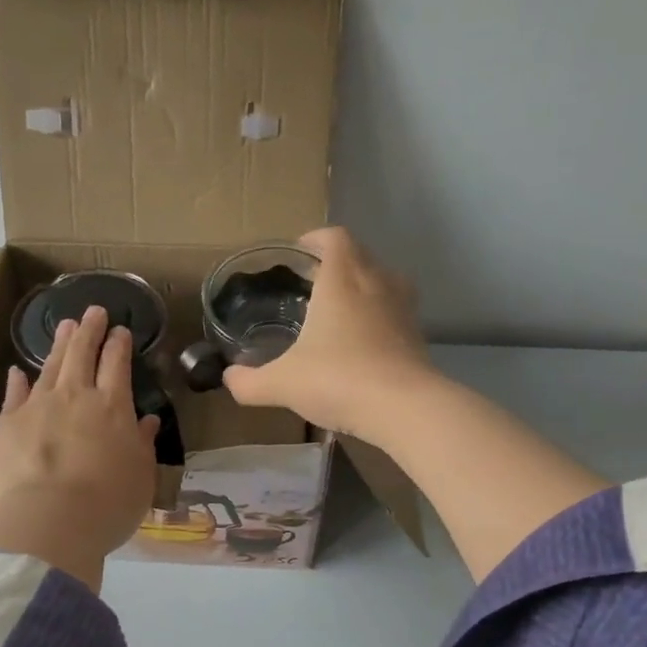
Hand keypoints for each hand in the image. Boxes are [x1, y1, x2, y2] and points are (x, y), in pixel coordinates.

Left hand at [0, 305, 159, 589]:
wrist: (48, 520)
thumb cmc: (107, 504)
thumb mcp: (140, 477)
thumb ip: (142, 444)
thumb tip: (146, 421)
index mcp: (113, 407)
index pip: (117, 364)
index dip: (119, 344)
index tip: (120, 330)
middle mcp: (75, 397)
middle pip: (82, 353)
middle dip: (90, 330)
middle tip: (93, 311)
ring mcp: (37, 407)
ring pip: (49, 366)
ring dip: (59, 345)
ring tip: (65, 326)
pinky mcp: (6, 425)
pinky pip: (13, 395)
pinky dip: (17, 381)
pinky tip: (17, 371)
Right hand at [222, 226, 433, 438]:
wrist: (405, 408)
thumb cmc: (338, 380)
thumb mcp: (282, 384)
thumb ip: (249, 382)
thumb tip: (228, 378)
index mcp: (342, 281)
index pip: (334, 238)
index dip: (316, 239)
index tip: (299, 252)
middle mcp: (376, 284)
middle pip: (360, 255)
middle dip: (337, 262)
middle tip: (312, 283)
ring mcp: (403, 309)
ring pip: (384, 281)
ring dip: (363, 286)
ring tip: (341, 309)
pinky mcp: (418, 336)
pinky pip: (396, 313)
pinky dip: (380, 317)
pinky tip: (363, 344)